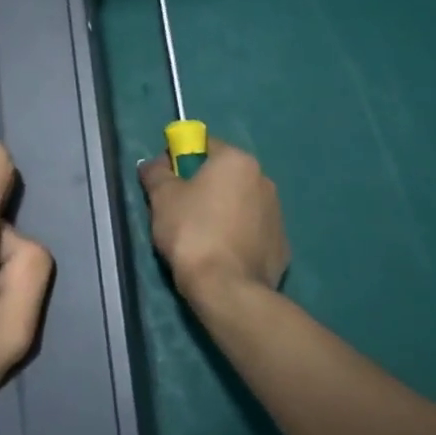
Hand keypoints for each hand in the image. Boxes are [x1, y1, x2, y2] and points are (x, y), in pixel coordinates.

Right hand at [138, 138, 289, 309]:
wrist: (227, 289)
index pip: (204, 145)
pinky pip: (252, 231)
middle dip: (203, 187)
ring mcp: (277, 214)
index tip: (166, 182)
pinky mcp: (282, 246)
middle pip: (224, 175)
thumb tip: (153, 164)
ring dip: (222, 211)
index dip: (180, 159)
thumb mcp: (162, 197)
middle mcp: (264, 180)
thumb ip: (156, 172)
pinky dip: (237, 236)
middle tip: (179, 211)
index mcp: (237, 161)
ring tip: (200, 238)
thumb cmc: (191, 232)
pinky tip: (221, 255)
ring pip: (240, 203)